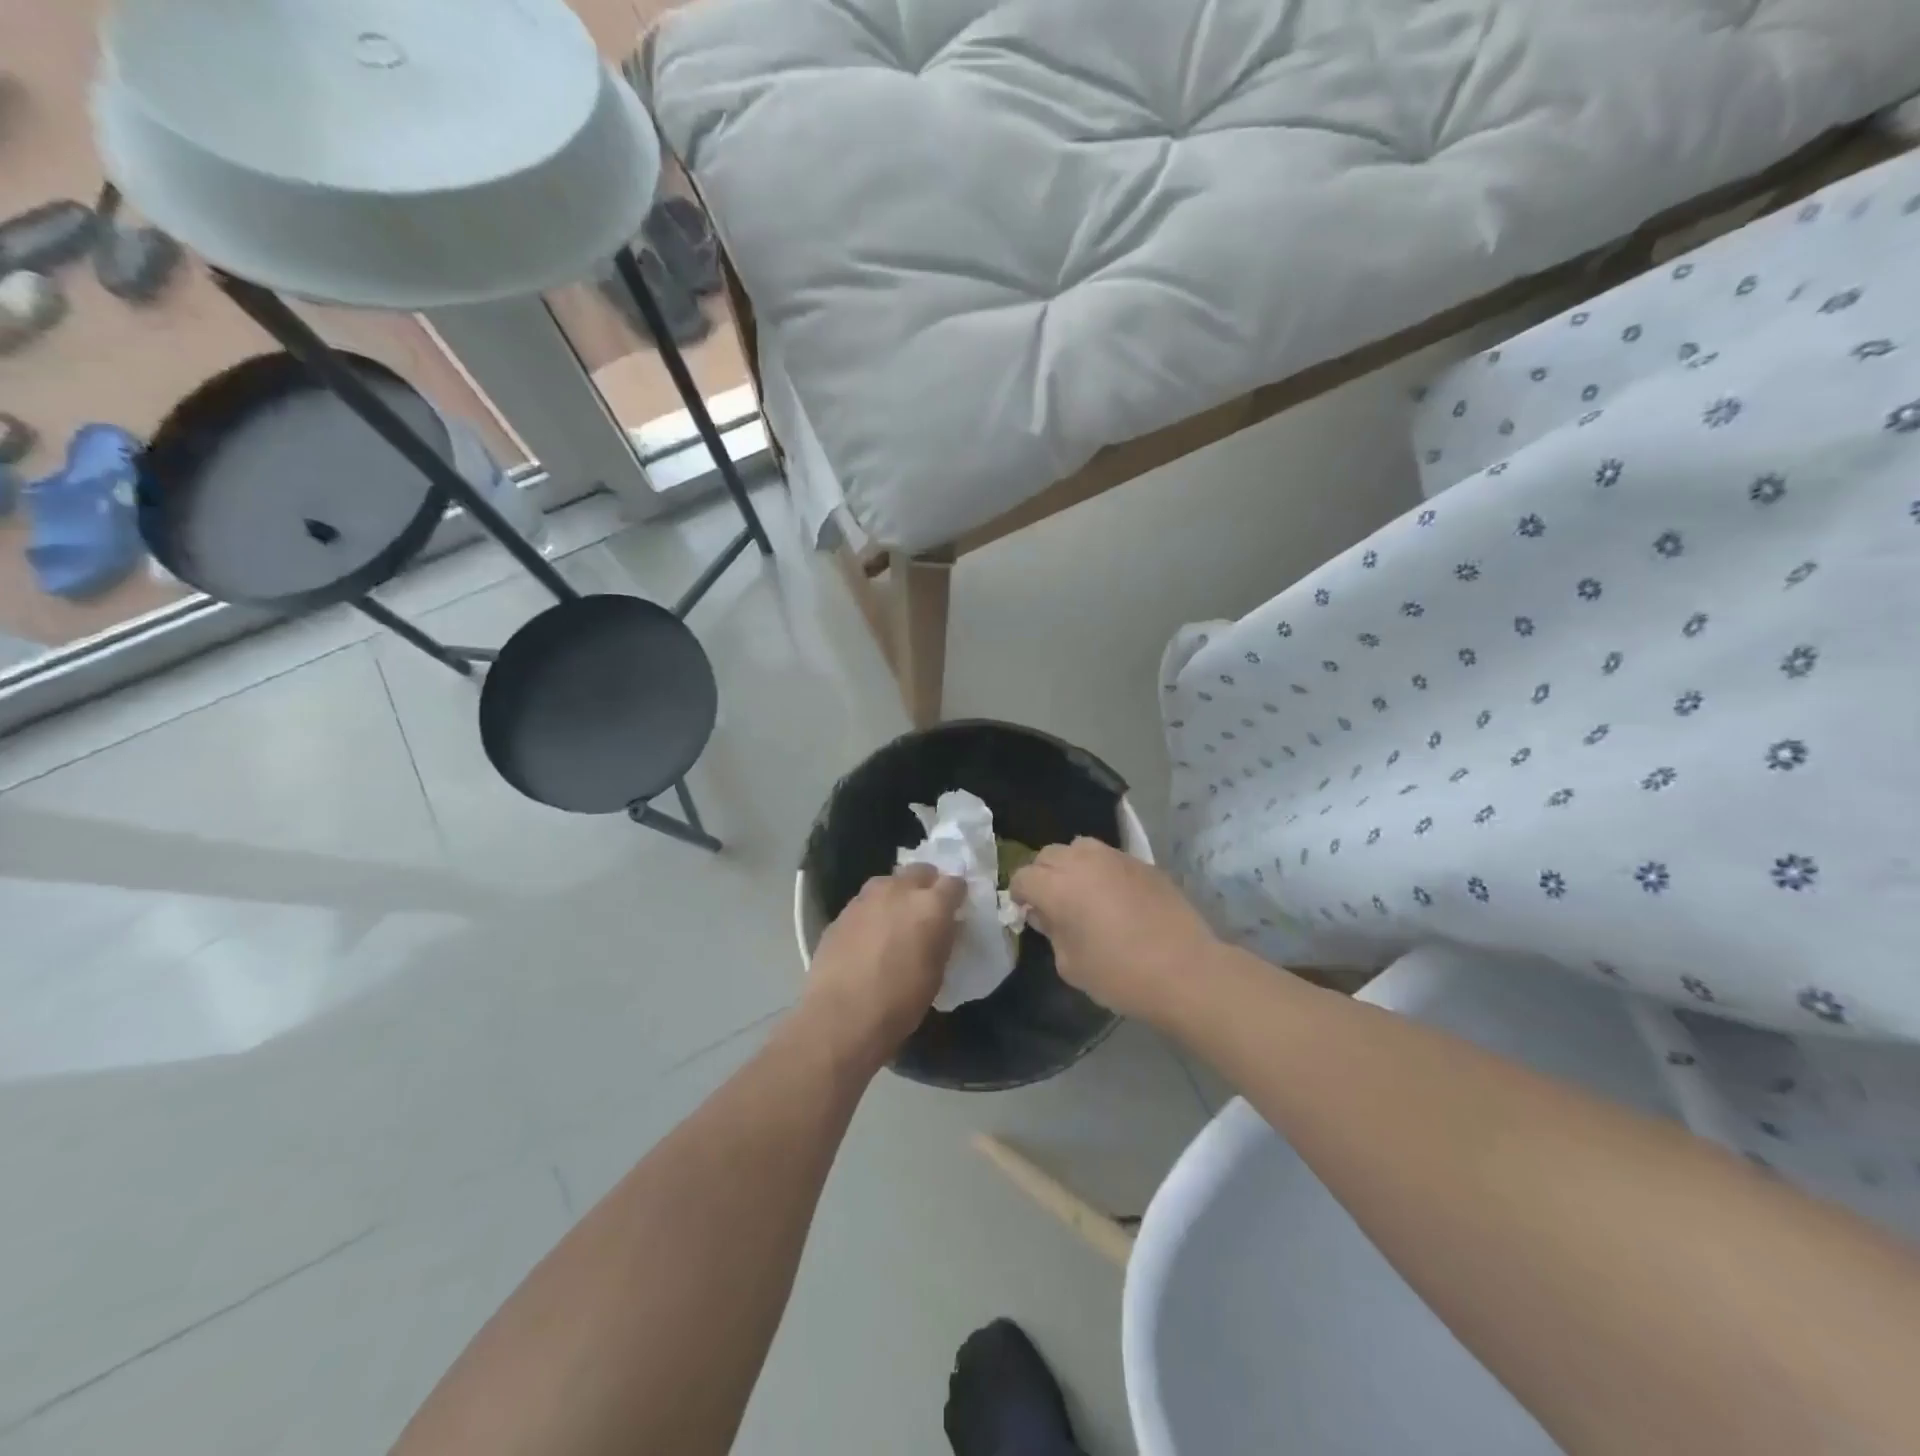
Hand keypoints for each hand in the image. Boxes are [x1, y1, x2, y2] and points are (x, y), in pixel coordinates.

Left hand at [800, 863, 964, 1067]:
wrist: (841, 1017)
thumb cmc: (900, 1002)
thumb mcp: (936, 973)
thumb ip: (943, 939)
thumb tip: (946, 925)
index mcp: (931, 905)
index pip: (954, 882)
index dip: (957, 894)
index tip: (957, 907)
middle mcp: (899, 890)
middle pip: (920, 871)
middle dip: (928, 884)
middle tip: (928, 908)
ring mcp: (866, 898)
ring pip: (889, 881)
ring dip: (898, 893)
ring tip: (897, 918)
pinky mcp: (842, 912)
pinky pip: (866, 901)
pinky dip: (874, 910)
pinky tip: (870, 935)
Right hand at [1010, 838, 1217, 1023]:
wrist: (1185, 971)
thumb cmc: (1120, 975)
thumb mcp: (1071, 965)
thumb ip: (1052, 932)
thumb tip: (1045, 914)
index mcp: (1058, 887)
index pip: (1023, 876)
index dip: (1019, 895)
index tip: (1027, 913)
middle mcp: (1083, 862)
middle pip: (1048, 854)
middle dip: (1042, 874)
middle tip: (1052, 902)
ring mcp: (1116, 858)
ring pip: (1079, 847)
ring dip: (1071, 864)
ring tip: (1082, 891)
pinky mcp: (1143, 863)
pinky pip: (1110, 857)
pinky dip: (1101, 870)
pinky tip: (1114, 896)